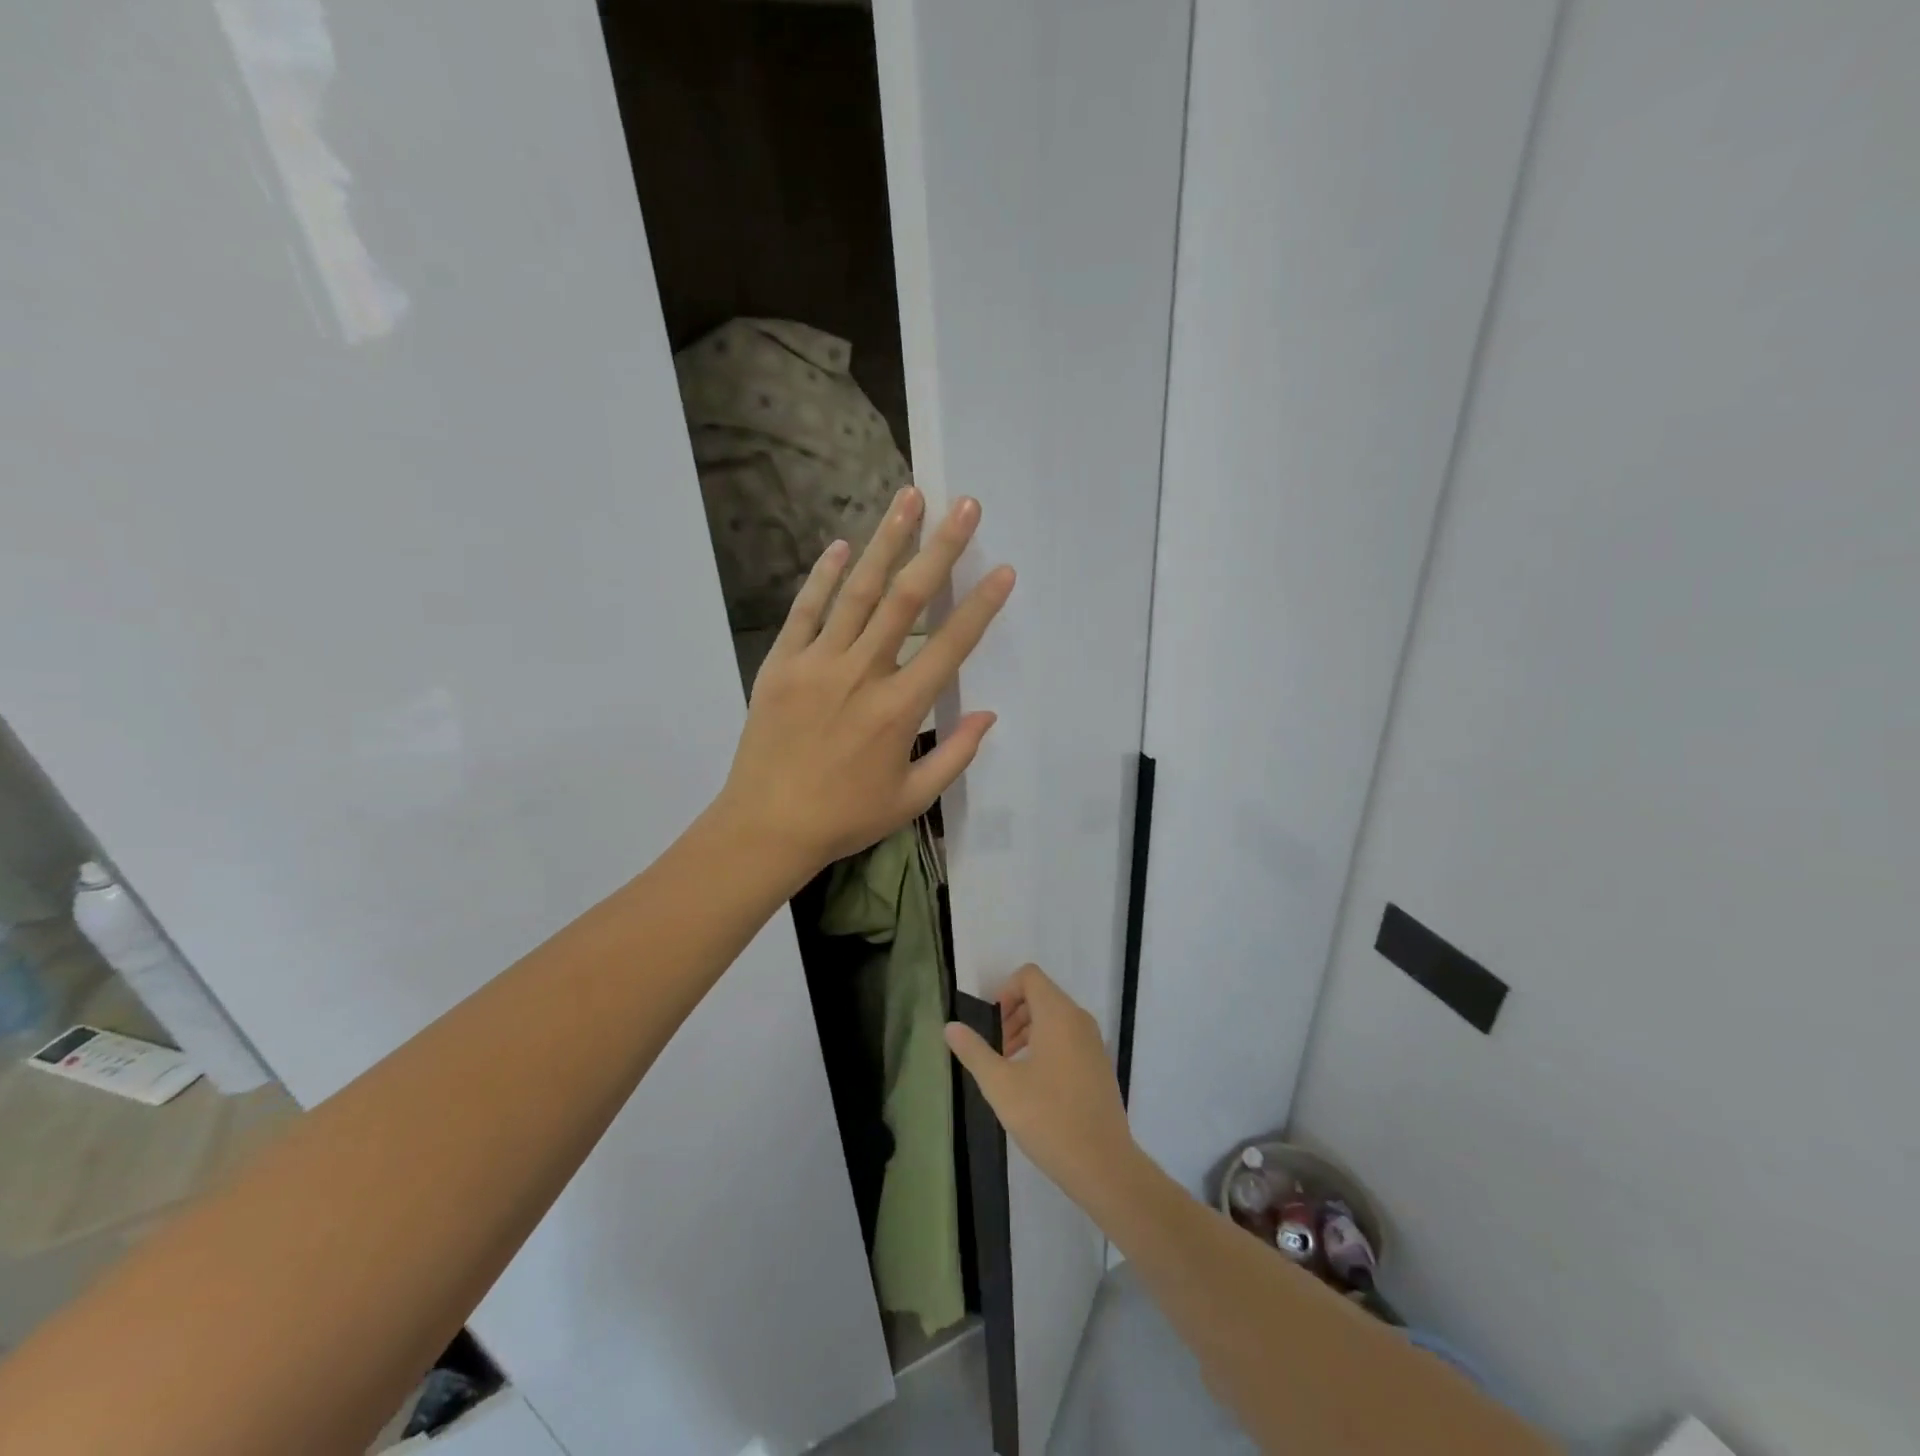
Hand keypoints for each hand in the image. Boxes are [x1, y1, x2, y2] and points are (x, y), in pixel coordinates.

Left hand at [716, 486, 1014, 876]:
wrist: (766, 826)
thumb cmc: (844, 817)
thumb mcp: (911, 798)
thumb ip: (954, 755)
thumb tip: (988, 715)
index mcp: (899, 710)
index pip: (950, 647)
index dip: (980, 607)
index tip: (1004, 571)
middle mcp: (862, 674)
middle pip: (907, 600)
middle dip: (939, 549)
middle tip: (962, 506)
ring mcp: (817, 664)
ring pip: (858, 592)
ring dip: (885, 543)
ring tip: (908, 500)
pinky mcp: (781, 664)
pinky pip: (805, 611)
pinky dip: (824, 577)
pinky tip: (841, 546)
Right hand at [945, 964, 1137, 1209]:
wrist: (1103, 1164)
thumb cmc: (1048, 1118)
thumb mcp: (1001, 1085)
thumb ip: (974, 1051)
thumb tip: (950, 1026)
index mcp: (1058, 1015)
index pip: (1029, 976)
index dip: (1005, 991)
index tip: (991, 1025)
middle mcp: (1079, 1019)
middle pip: (1041, 995)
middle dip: (1013, 1014)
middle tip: (996, 1049)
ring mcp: (1094, 1042)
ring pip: (1055, 1018)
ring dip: (1028, 1031)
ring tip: (1009, 1067)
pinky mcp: (1099, 1065)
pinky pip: (1069, 1038)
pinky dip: (1047, 1046)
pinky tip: (1034, 1085)